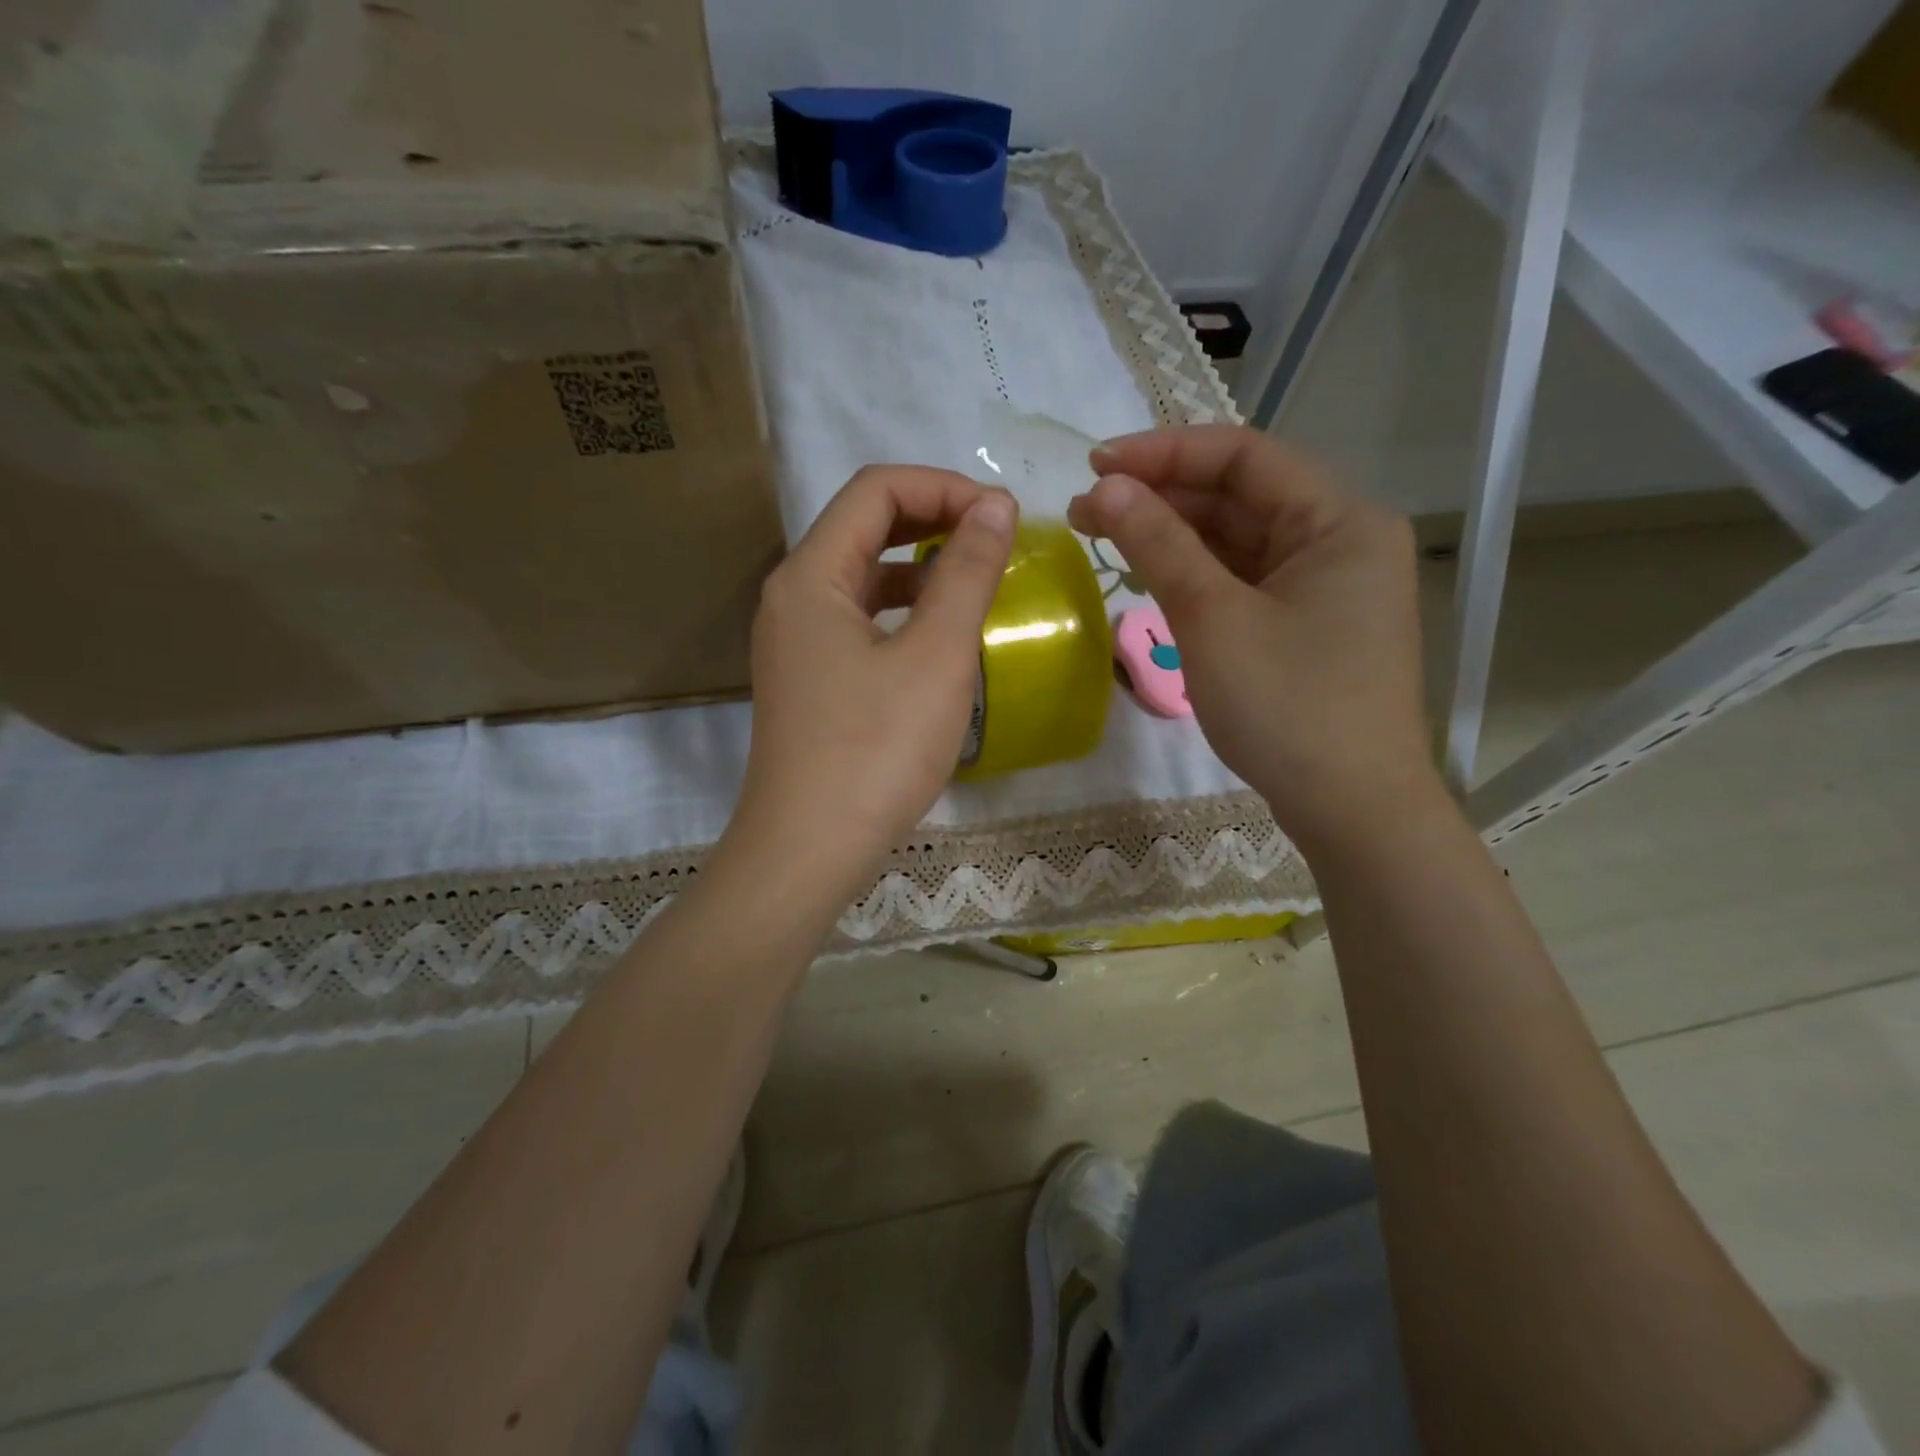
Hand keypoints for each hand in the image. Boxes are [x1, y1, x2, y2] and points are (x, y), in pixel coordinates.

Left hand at [723, 465, 1016, 908]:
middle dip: (933, 519)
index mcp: (811, 575)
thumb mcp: (935, 656)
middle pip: (864, 526)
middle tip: (996, 539)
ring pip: (862, 576)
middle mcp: (792, 596)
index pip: (876, 490)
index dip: (944, 487)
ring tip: (977, 581)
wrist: (808, 851)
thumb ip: (966, 573)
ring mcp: (796, 642)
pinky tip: (940, 636)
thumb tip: (995, 507)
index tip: (1003, 517)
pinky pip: (859, 620)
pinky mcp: (809, 680)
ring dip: (920, 566)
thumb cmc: (875, 750)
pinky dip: (903, 611)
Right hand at [1068, 426, 1433, 849]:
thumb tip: (1104, 487)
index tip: (1095, 465)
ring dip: (1173, 536)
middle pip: (1241, 497)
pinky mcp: (1307, 626)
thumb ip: (1159, 544)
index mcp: (1339, 521)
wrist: (1351, 810)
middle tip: (1085, 509)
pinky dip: (1196, 575)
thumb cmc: (1288, 707)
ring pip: (1239, 541)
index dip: (1164, 453)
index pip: (1243, 457)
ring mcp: (1326, 587)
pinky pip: (1244, 581)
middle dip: (1161, 497)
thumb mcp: (1212, 619)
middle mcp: (1340, 541)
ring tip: (1103, 536)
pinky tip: (1150, 575)